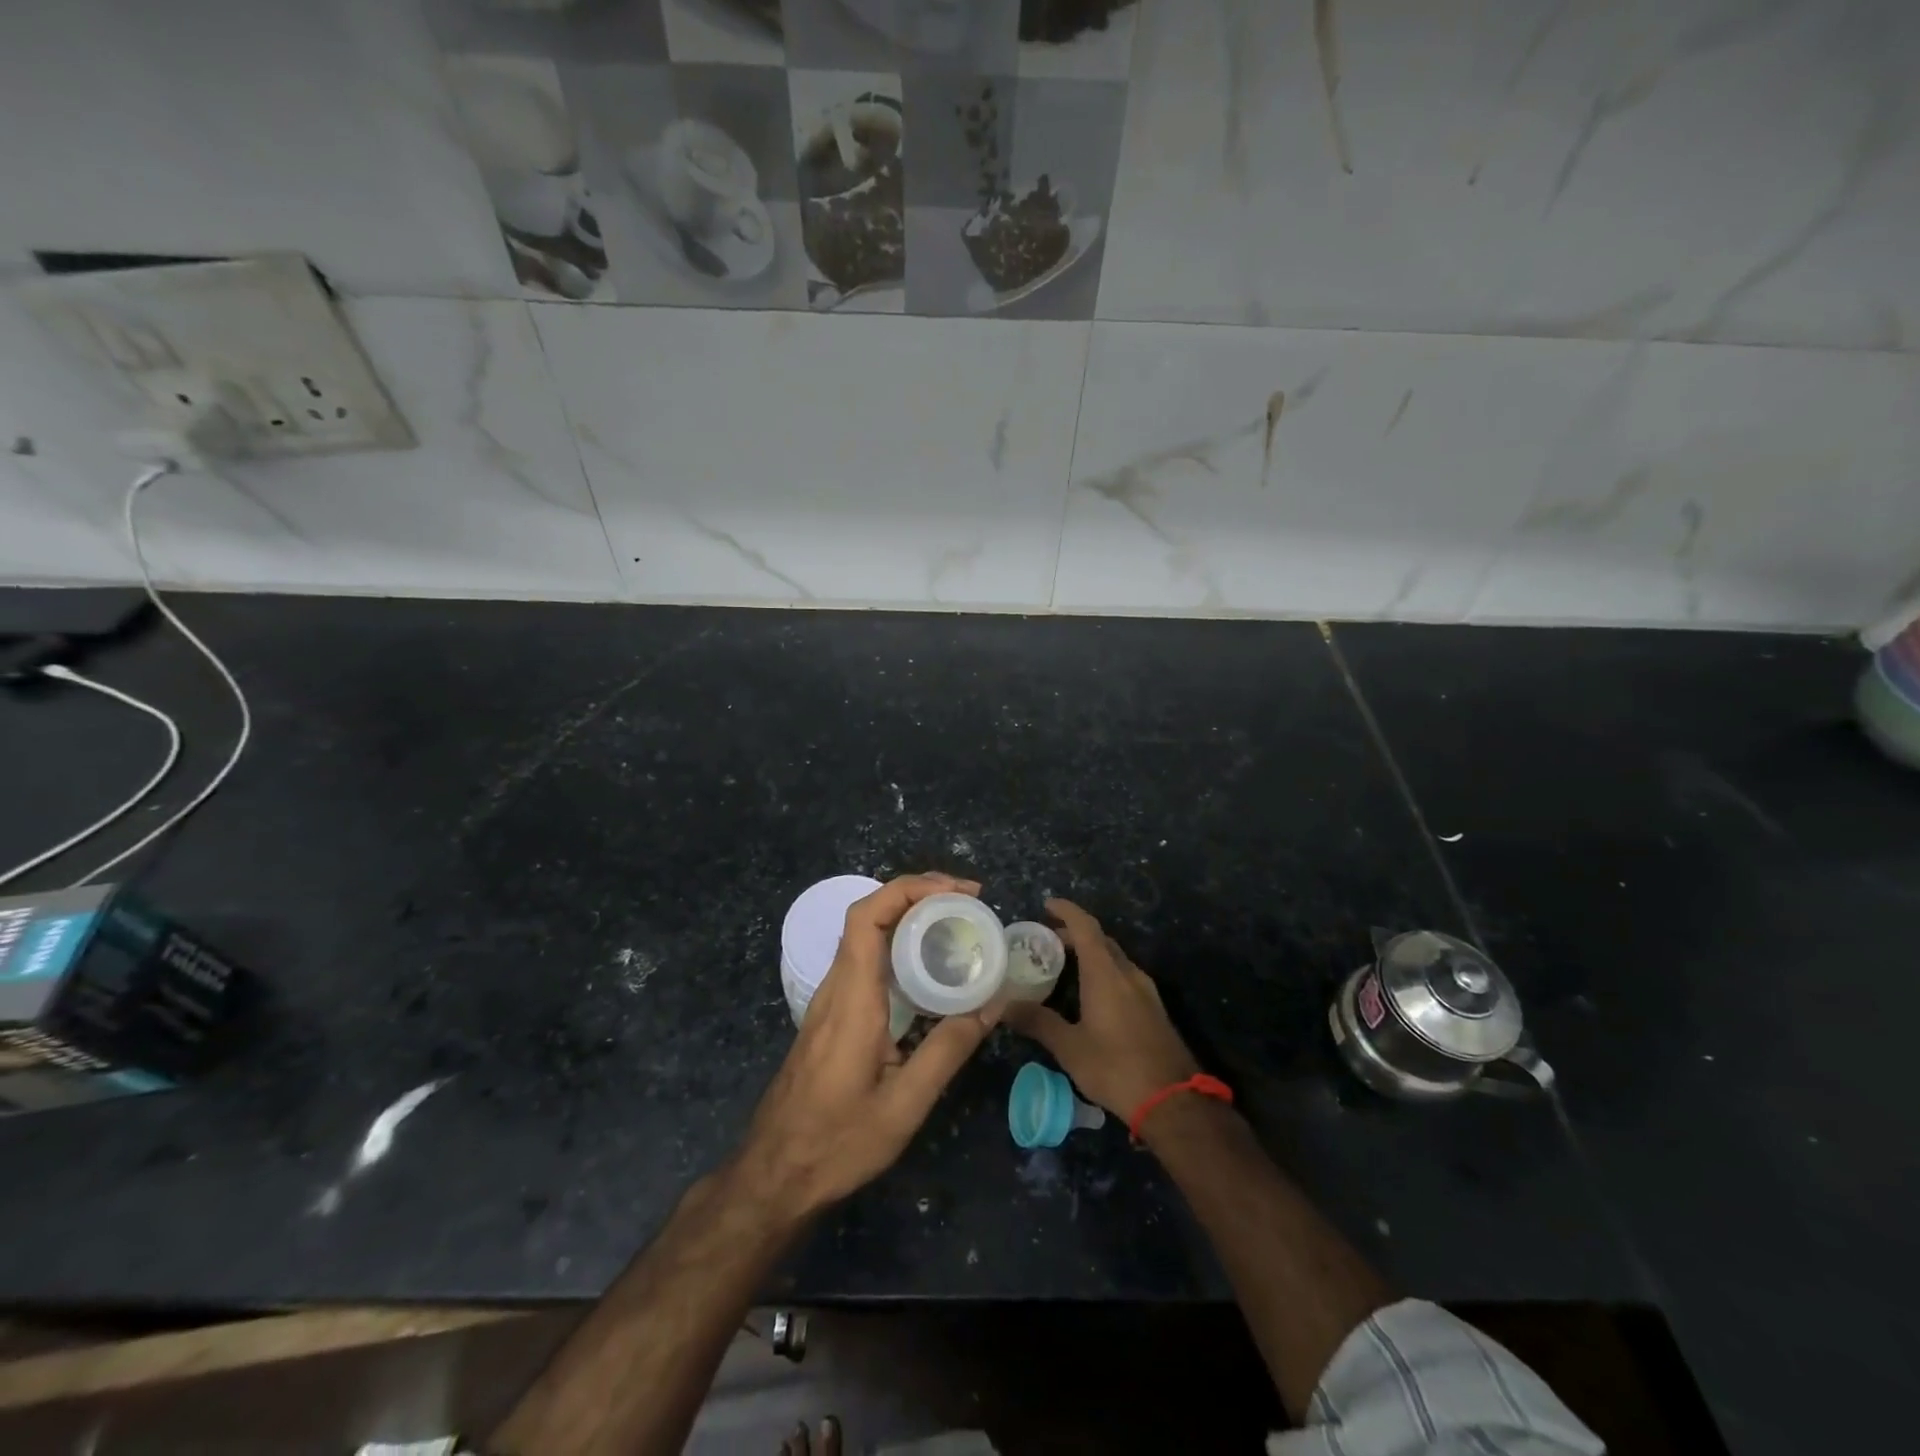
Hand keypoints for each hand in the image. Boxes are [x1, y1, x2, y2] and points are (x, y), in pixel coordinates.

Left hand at [733, 873, 1000, 1216]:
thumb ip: (947, 1050)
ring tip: (957, 926)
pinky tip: (928, 969)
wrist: (774, 1175)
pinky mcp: (832, 1015)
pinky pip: (865, 960)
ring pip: (866, 936)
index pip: (869, 917)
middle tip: (969, 903)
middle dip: (919, 895)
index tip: (958, 891)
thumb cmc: (837, 1142)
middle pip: (869, 916)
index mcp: (853, 998)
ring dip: (909, 918)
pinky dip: (899, 945)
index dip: (911, 888)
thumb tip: (992, 1003)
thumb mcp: (904, 1105)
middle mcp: (837, 987)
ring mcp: (830, 1000)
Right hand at [1004, 898, 1199, 1119]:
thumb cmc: (1116, 1067)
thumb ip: (1038, 1022)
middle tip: (1047, 941)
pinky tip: (1091, 995)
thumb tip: (1003, 1006)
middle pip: (1101, 940)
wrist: (1173, 1101)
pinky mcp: (1154, 1010)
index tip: (1047, 904)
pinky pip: (1125, 977)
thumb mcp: (1070, 1047)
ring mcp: (1146, 991)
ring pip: (1115, 959)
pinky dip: (1104, 972)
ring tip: (1065, 966)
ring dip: (1091, 954)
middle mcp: (1128, 974)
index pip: (1086, 927)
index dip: (1067, 911)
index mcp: (1106, 974)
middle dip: (1075, 934)